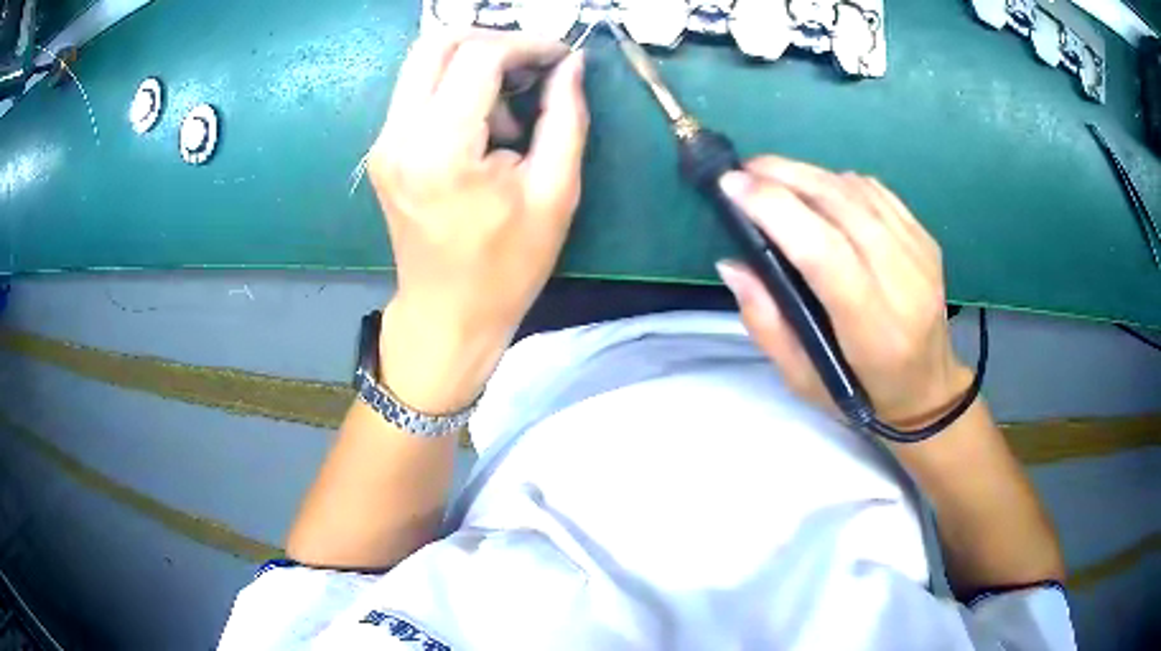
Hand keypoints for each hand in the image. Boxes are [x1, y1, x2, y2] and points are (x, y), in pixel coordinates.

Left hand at [367, 31, 588, 411]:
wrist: (447, 314)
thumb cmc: (506, 266)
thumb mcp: (554, 193)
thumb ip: (565, 117)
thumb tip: (571, 65)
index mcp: (441, 150)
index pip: (479, 57)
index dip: (527, 45)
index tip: (560, 57)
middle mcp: (399, 136)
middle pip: (437, 42)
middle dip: (493, 40)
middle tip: (532, 66)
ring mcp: (383, 142)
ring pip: (423, 61)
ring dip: (473, 64)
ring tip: (508, 110)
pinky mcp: (382, 150)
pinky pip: (417, 90)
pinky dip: (454, 86)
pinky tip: (482, 123)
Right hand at [716, 157, 970, 426]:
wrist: (929, 389)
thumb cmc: (863, 395)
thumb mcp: (803, 381)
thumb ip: (766, 324)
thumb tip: (733, 264)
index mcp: (874, 332)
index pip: (825, 254)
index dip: (777, 211)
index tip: (732, 187)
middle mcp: (905, 285)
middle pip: (842, 209)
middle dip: (786, 178)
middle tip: (744, 171)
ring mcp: (921, 256)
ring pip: (859, 192)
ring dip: (809, 174)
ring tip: (772, 175)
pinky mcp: (926, 239)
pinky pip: (877, 192)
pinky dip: (839, 181)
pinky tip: (817, 188)